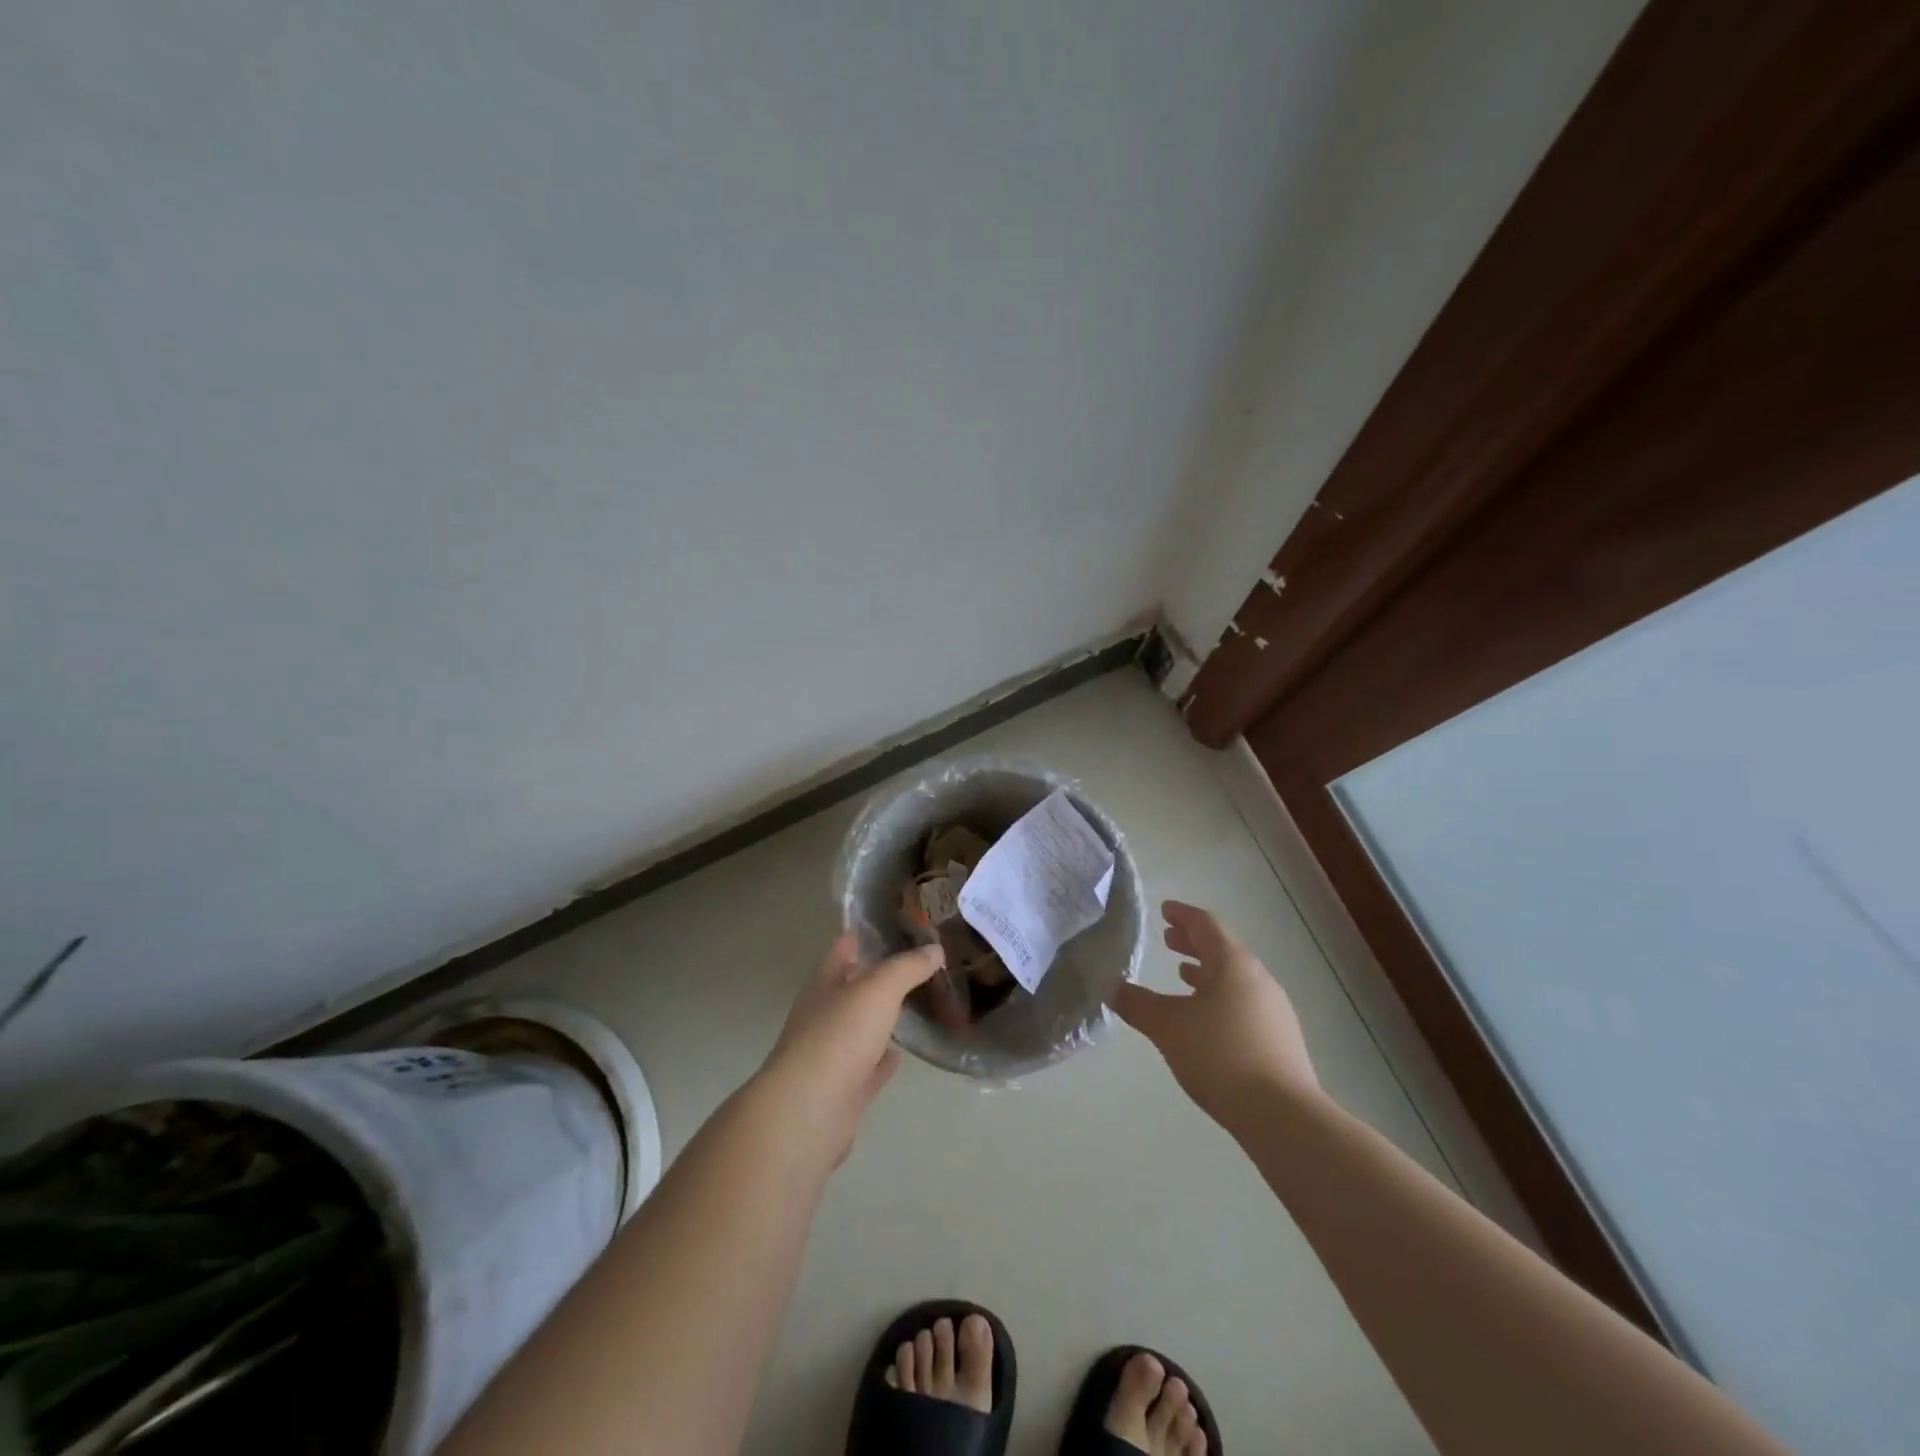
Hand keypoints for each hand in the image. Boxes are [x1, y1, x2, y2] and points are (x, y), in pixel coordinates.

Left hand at [757, 934, 942, 1166]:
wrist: (808, 1113)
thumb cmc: (839, 1037)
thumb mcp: (879, 990)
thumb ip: (907, 967)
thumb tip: (935, 948)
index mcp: (824, 984)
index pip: (844, 948)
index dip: (867, 935)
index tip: (899, 926)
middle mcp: (823, 1015)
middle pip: (853, 988)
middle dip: (880, 977)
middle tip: (920, 966)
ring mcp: (830, 1055)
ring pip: (860, 1028)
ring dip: (881, 1019)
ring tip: (917, 1005)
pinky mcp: (842, 1091)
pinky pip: (867, 1069)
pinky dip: (882, 1061)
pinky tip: (901, 1055)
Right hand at [1116, 901, 1319, 1125]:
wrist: (1283, 1116)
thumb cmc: (1220, 1056)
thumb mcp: (1167, 1027)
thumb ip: (1136, 1003)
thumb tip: (1109, 985)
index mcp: (1232, 963)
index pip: (1205, 924)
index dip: (1182, 915)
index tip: (1164, 910)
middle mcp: (1258, 978)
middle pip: (1223, 949)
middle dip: (1193, 942)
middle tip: (1167, 939)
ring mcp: (1273, 1009)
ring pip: (1234, 978)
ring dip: (1207, 971)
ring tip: (1182, 975)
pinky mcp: (1279, 1039)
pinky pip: (1243, 1002)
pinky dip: (1220, 996)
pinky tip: (1206, 1019)